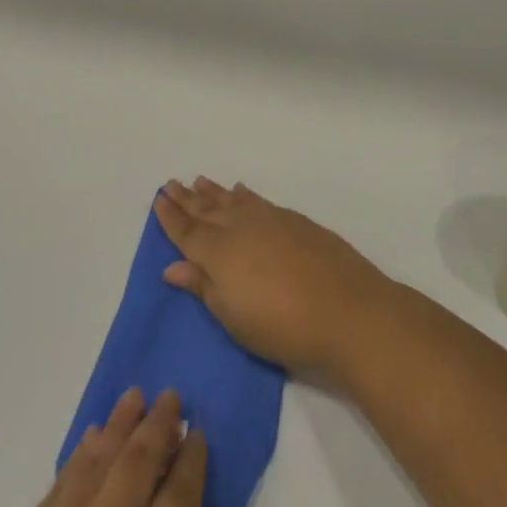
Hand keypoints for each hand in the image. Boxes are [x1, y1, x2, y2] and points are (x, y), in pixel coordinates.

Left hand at [0, 387, 230, 506]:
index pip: (180, 491)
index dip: (192, 458)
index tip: (199, 430)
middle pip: (139, 459)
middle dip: (158, 424)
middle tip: (171, 395)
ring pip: (99, 456)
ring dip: (119, 422)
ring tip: (134, 395)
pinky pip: (63, 477)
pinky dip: (81, 452)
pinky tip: (91, 435)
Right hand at [155, 178, 397, 376]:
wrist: (348, 311)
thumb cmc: (282, 326)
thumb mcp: (233, 316)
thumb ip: (202, 287)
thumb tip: (171, 267)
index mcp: (218, 252)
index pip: (186, 231)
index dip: (170, 217)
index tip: (158, 199)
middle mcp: (240, 227)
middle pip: (206, 210)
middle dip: (187, 198)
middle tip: (171, 183)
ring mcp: (270, 220)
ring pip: (233, 200)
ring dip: (214, 191)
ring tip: (199, 181)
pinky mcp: (296, 221)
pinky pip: (259, 200)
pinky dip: (245, 195)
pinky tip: (242, 191)